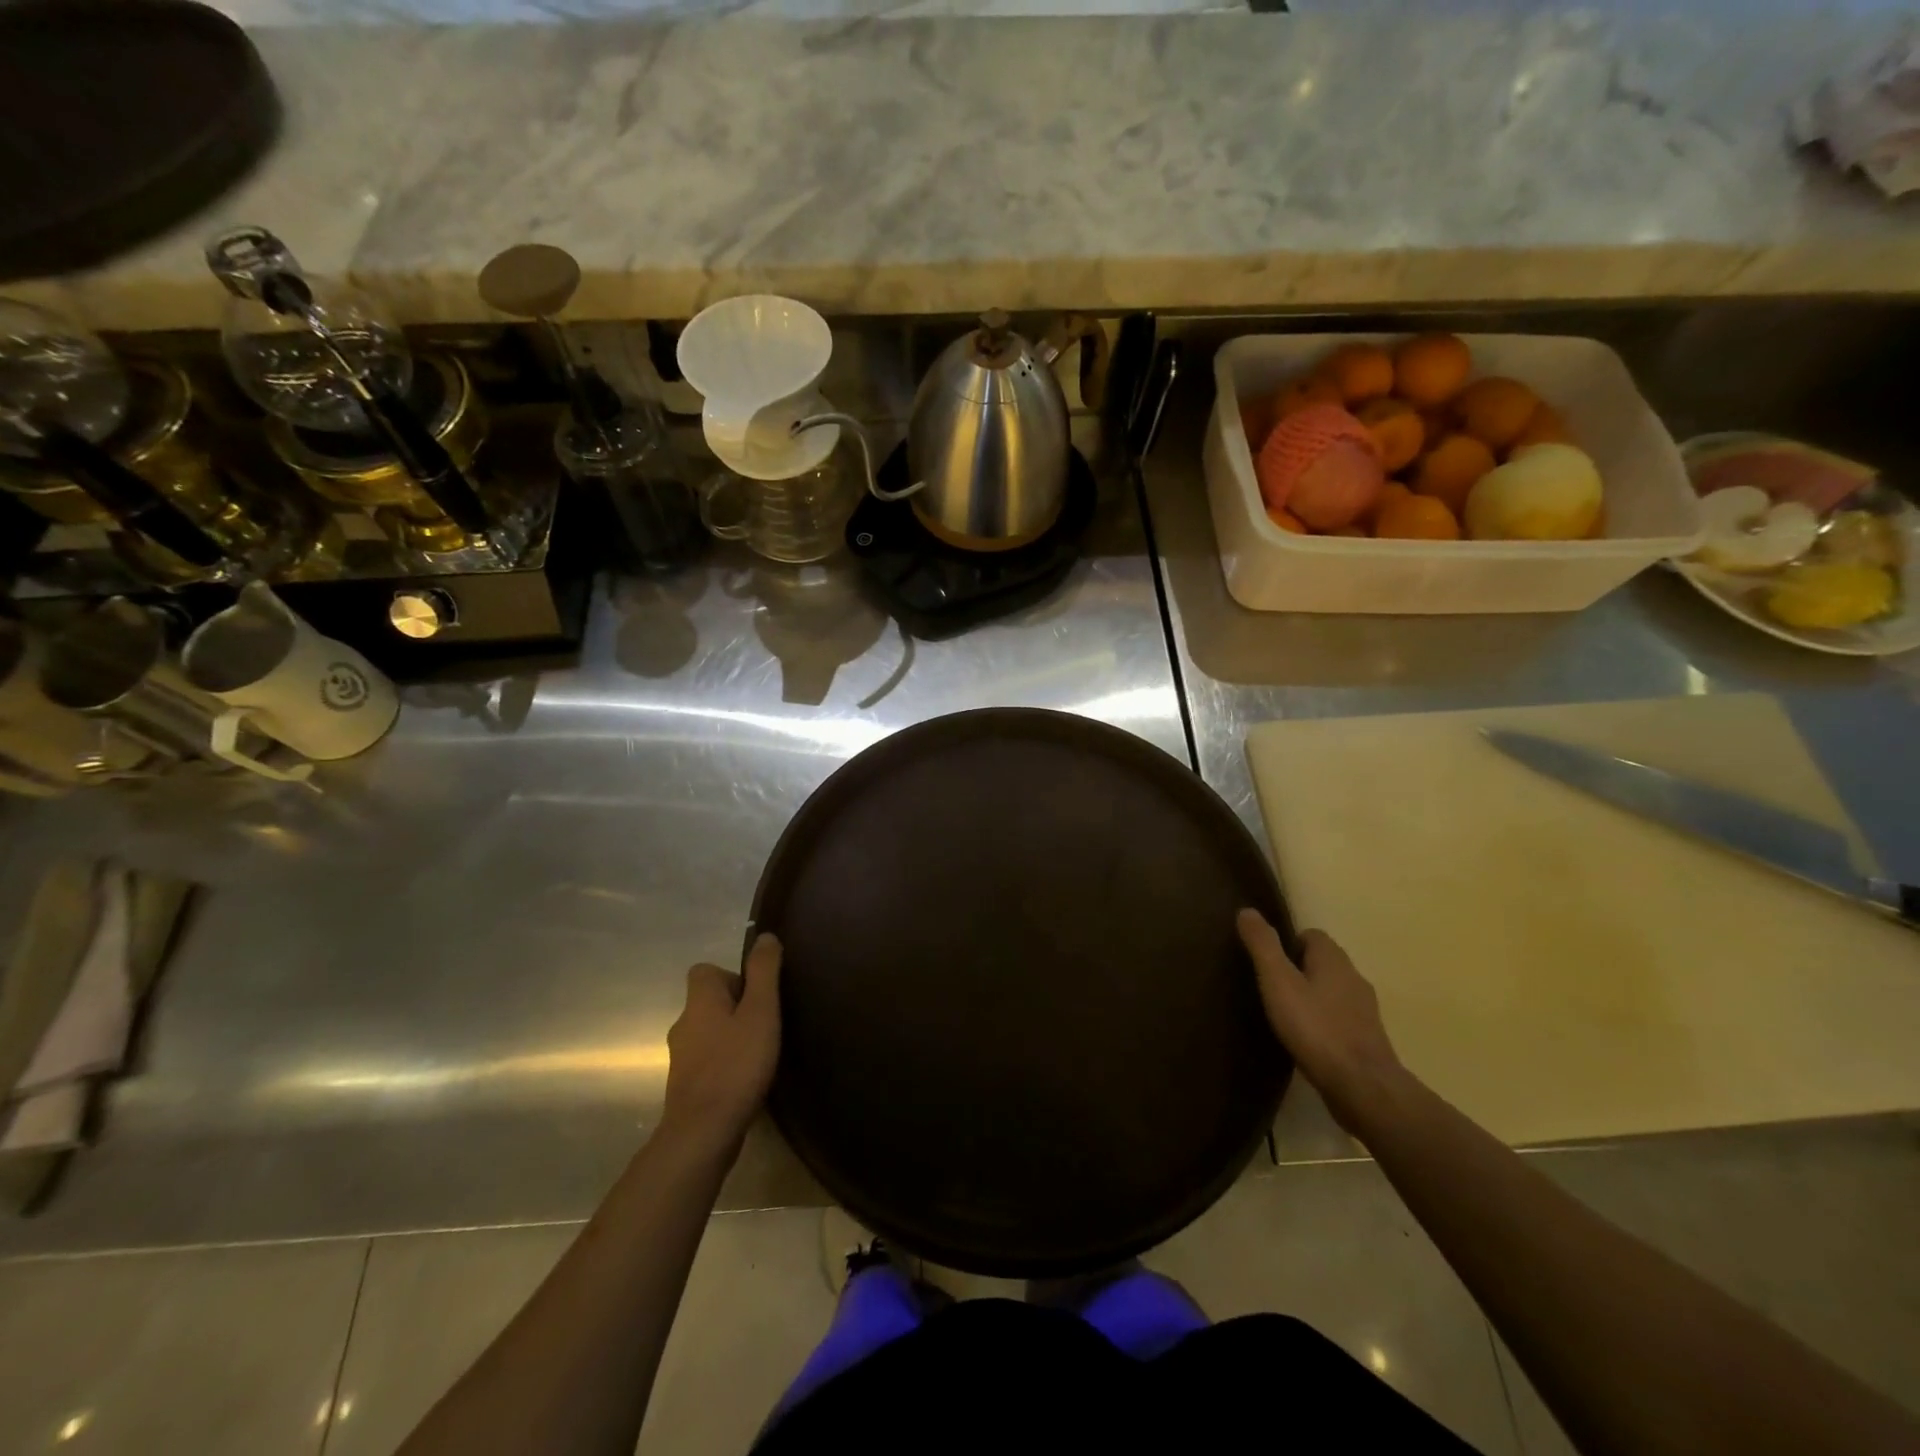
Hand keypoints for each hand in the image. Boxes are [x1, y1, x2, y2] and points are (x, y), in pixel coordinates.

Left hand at [661, 933, 781, 1149]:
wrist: (703, 1133)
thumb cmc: (736, 1065)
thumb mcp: (760, 1012)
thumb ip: (764, 972)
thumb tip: (766, 936)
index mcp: (699, 1002)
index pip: (705, 971)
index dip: (732, 976)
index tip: (757, 995)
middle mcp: (683, 1025)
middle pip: (708, 1002)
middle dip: (736, 1008)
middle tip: (766, 1024)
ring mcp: (681, 1059)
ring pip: (709, 1033)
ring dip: (731, 1037)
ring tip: (760, 1052)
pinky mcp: (686, 1088)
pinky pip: (708, 1061)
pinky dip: (725, 1063)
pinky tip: (747, 1079)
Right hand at [1237, 910, 1408, 1132]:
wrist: (1363, 1087)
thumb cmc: (1316, 1028)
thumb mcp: (1279, 982)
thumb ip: (1263, 946)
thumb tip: (1247, 910)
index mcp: (1334, 959)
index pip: (1311, 935)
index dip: (1288, 943)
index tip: (1267, 962)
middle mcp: (1354, 978)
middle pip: (1323, 962)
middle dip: (1298, 969)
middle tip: (1270, 987)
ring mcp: (1364, 1011)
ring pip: (1332, 991)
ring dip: (1311, 997)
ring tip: (1284, 1014)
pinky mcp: (1366, 1039)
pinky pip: (1339, 1018)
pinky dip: (1323, 1022)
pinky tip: (1305, 1039)